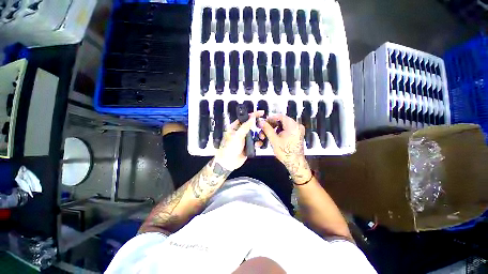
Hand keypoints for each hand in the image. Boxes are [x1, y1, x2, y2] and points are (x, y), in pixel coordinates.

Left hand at [214, 111, 263, 171]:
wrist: (229, 162)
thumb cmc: (230, 148)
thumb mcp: (238, 136)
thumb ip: (246, 126)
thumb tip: (252, 117)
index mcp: (235, 127)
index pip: (245, 118)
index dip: (253, 115)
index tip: (262, 113)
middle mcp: (240, 132)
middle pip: (252, 126)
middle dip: (258, 126)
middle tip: (263, 127)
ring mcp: (245, 139)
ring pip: (255, 134)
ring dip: (259, 135)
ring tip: (261, 137)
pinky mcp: (248, 145)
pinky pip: (255, 141)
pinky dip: (258, 142)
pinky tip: (258, 145)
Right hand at [258, 114, 311, 183]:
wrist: (295, 163)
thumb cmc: (285, 152)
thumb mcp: (274, 140)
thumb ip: (267, 129)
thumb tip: (261, 122)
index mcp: (293, 125)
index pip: (280, 116)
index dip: (270, 119)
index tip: (263, 123)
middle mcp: (297, 126)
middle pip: (281, 121)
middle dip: (271, 126)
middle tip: (263, 131)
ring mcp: (297, 131)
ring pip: (282, 126)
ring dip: (273, 130)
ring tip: (266, 136)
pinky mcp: (296, 135)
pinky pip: (286, 130)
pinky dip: (279, 133)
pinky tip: (273, 138)